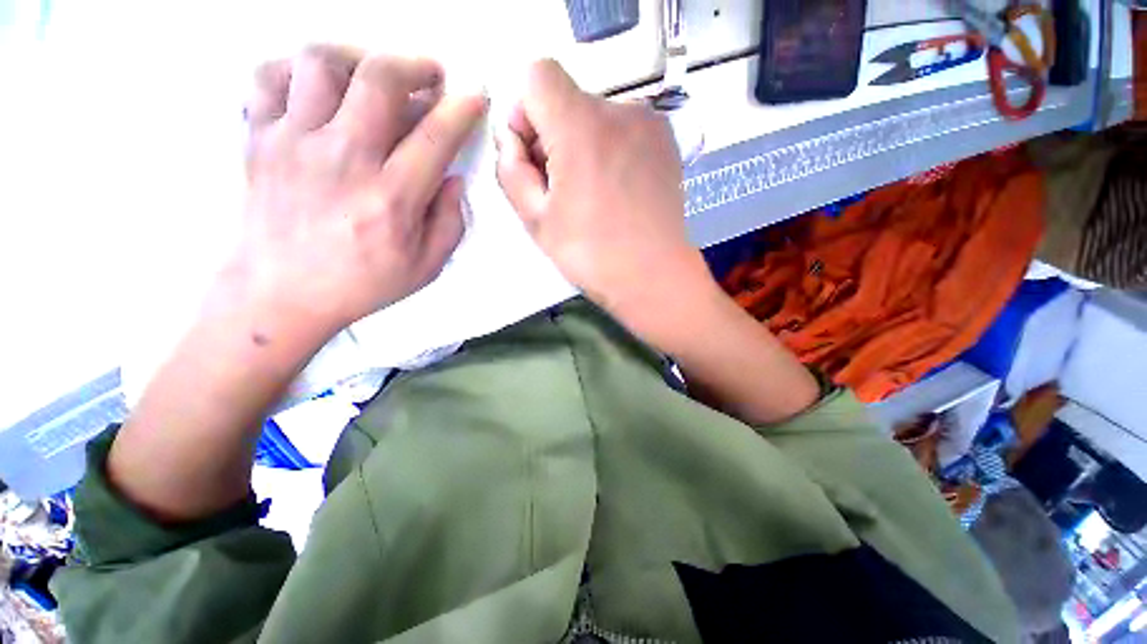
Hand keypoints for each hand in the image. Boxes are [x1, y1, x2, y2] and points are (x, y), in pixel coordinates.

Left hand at [236, 45, 486, 341]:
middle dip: (414, 65)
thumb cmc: (363, 283)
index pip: (435, 137)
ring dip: (358, 57)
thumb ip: (450, 223)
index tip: (475, 95)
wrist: (280, 294)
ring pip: (321, 61)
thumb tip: (454, 179)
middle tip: (429, 75)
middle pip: (379, 79)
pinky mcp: (259, 137)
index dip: (461, 109)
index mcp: (391, 198)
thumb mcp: (426, 267)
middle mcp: (343, 159)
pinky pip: (270, 75)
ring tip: (373, 76)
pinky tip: (321, 87)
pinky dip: (299, 68)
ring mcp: (293, 142)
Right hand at [495, 60, 714, 345]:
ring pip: (595, 115)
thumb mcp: (536, 219)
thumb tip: (511, 140)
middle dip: (553, 135)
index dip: (526, 113)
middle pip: (567, 98)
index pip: (538, 75)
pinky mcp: (665, 141)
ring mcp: (648, 123)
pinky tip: (617, 189)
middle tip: (562, 188)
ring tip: (593, 194)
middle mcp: (619, 110)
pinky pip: (623, 129)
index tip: (535, 156)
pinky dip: (609, 149)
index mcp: (581, 126)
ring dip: (582, 144)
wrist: (653, 276)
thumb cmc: (592, 254)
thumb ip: (510, 169)